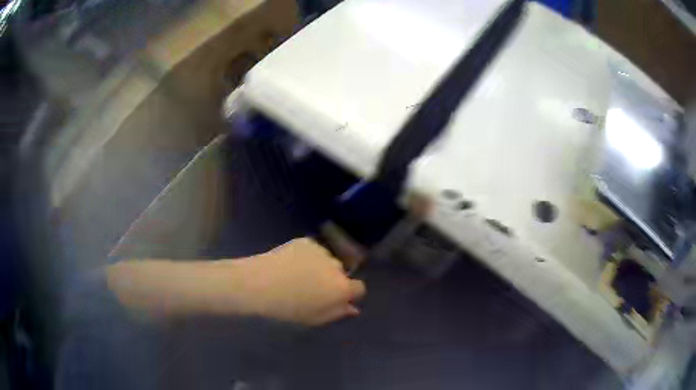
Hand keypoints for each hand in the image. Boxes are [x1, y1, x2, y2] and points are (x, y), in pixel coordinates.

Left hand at [233, 238, 366, 325]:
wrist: (260, 284)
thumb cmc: (288, 309)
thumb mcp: (315, 318)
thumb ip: (338, 312)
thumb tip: (353, 308)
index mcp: (342, 288)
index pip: (359, 288)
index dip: (349, 293)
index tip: (335, 298)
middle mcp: (337, 267)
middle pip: (342, 273)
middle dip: (333, 279)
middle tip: (313, 287)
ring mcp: (322, 251)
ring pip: (328, 260)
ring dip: (321, 266)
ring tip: (298, 273)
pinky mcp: (307, 241)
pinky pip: (314, 250)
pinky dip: (308, 256)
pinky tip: (291, 263)